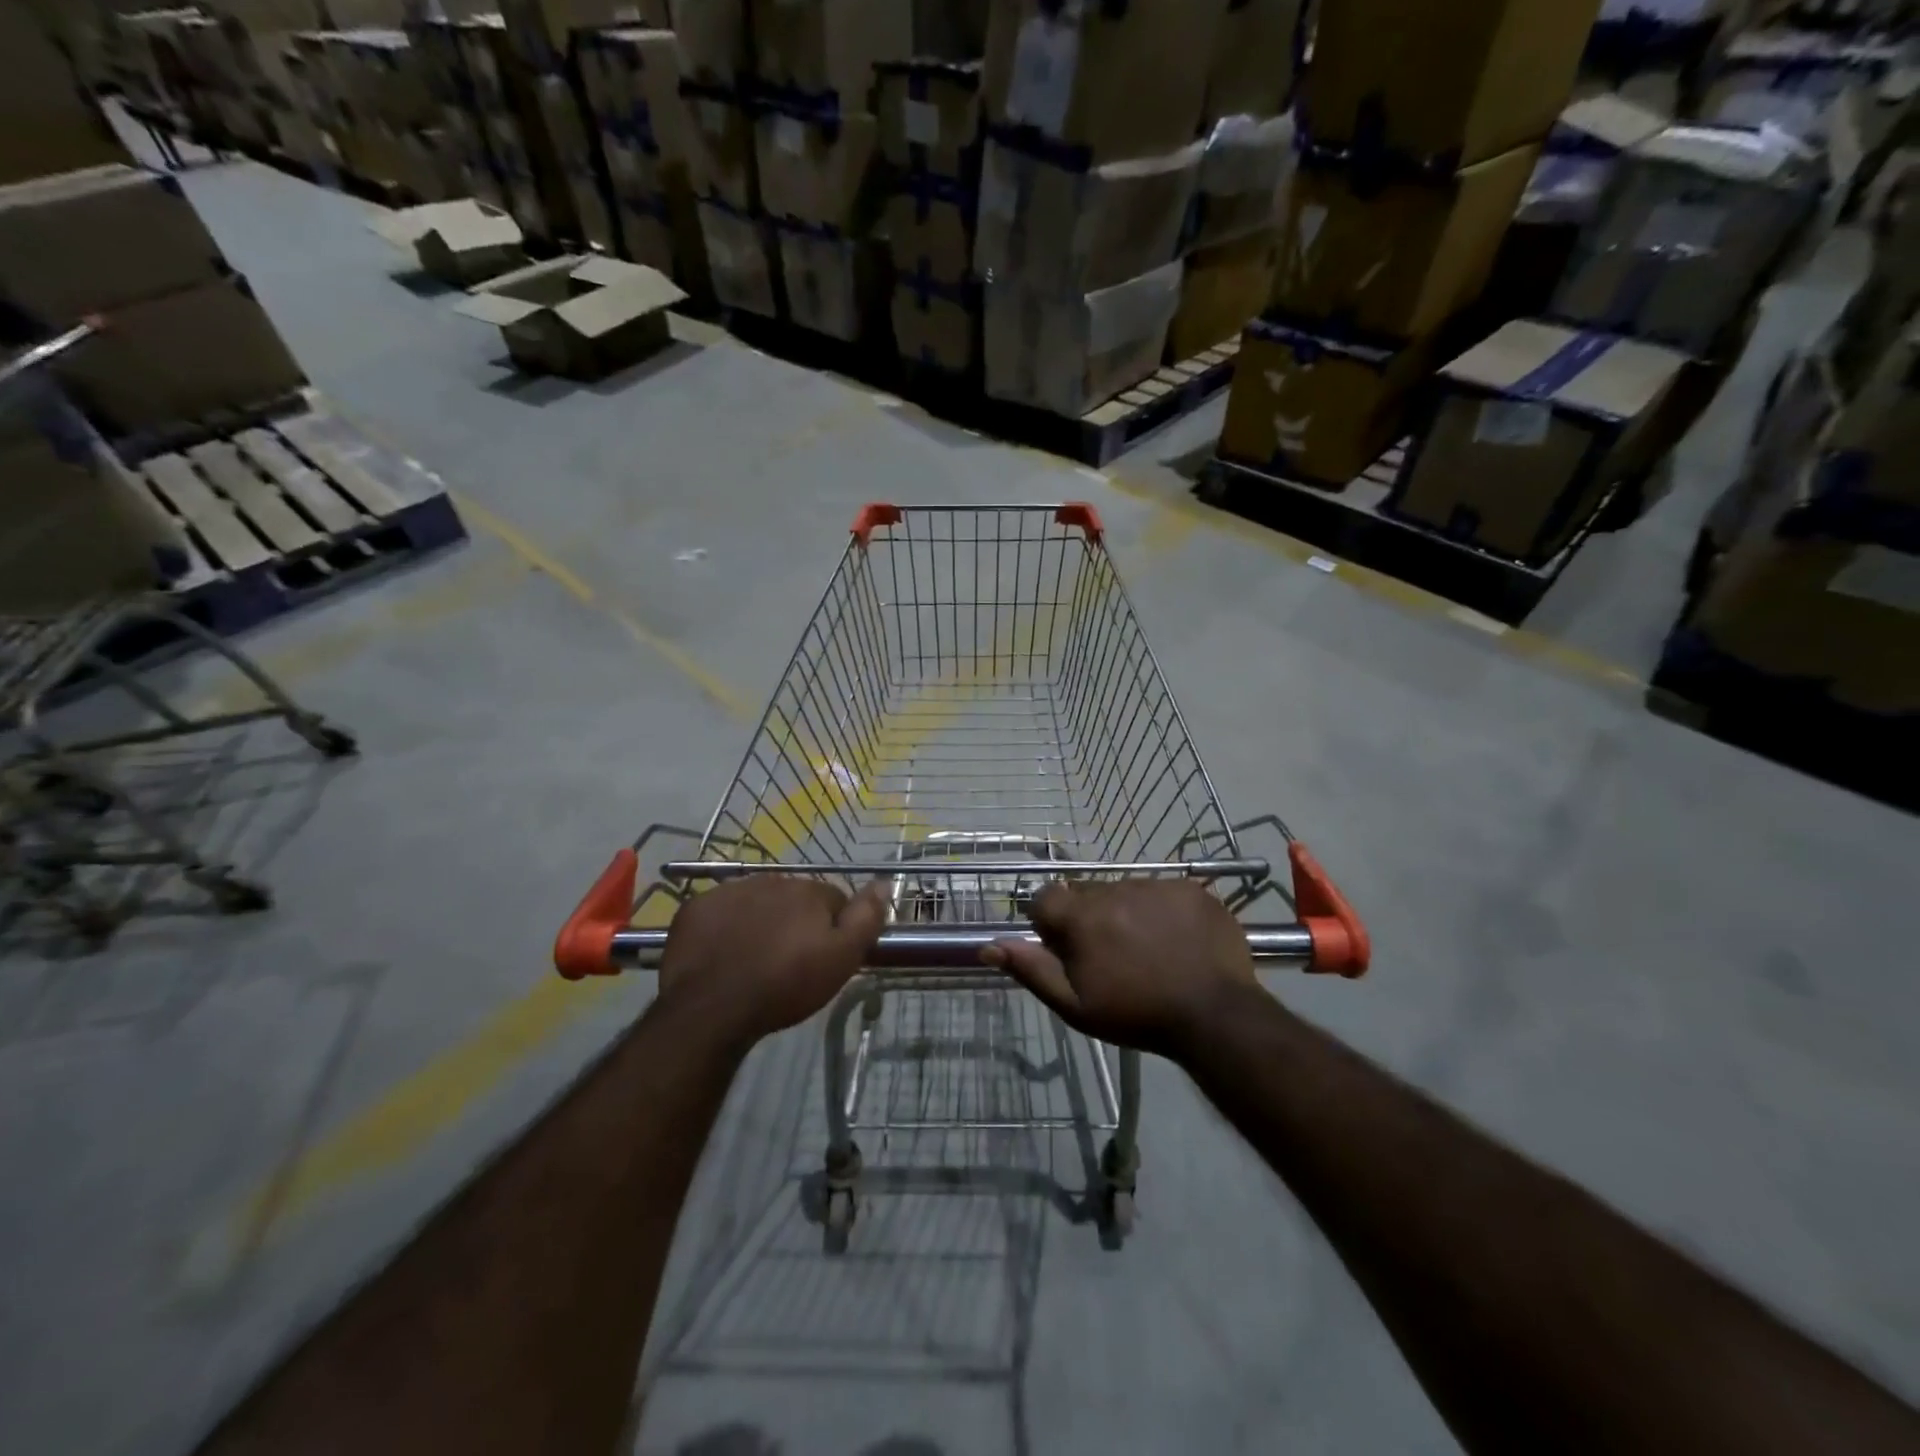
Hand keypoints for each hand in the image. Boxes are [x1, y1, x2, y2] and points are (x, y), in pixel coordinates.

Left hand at [657, 876, 887, 1048]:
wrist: (711, 1008)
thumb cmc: (785, 986)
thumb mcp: (841, 959)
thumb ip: (866, 918)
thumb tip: (884, 882)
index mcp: (809, 891)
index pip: (833, 900)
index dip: (833, 929)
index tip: (823, 958)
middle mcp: (771, 880)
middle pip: (793, 899)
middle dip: (795, 923)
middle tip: (788, 963)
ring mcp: (729, 891)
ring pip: (755, 902)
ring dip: (760, 922)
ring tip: (754, 961)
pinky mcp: (695, 908)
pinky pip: (718, 913)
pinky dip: (723, 927)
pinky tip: (722, 955)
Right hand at [984, 879, 1261, 1056]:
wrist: (1215, 1015)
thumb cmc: (1137, 1014)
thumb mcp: (1075, 1005)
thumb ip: (1031, 970)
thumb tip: (989, 945)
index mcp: (1082, 916)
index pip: (1046, 898)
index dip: (1050, 922)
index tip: (1066, 948)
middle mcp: (1114, 889)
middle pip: (1087, 894)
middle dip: (1090, 919)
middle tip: (1112, 956)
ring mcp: (1156, 885)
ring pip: (1126, 892)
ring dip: (1127, 913)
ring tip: (1150, 950)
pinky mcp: (1191, 888)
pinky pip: (1164, 892)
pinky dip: (1163, 911)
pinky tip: (1177, 941)